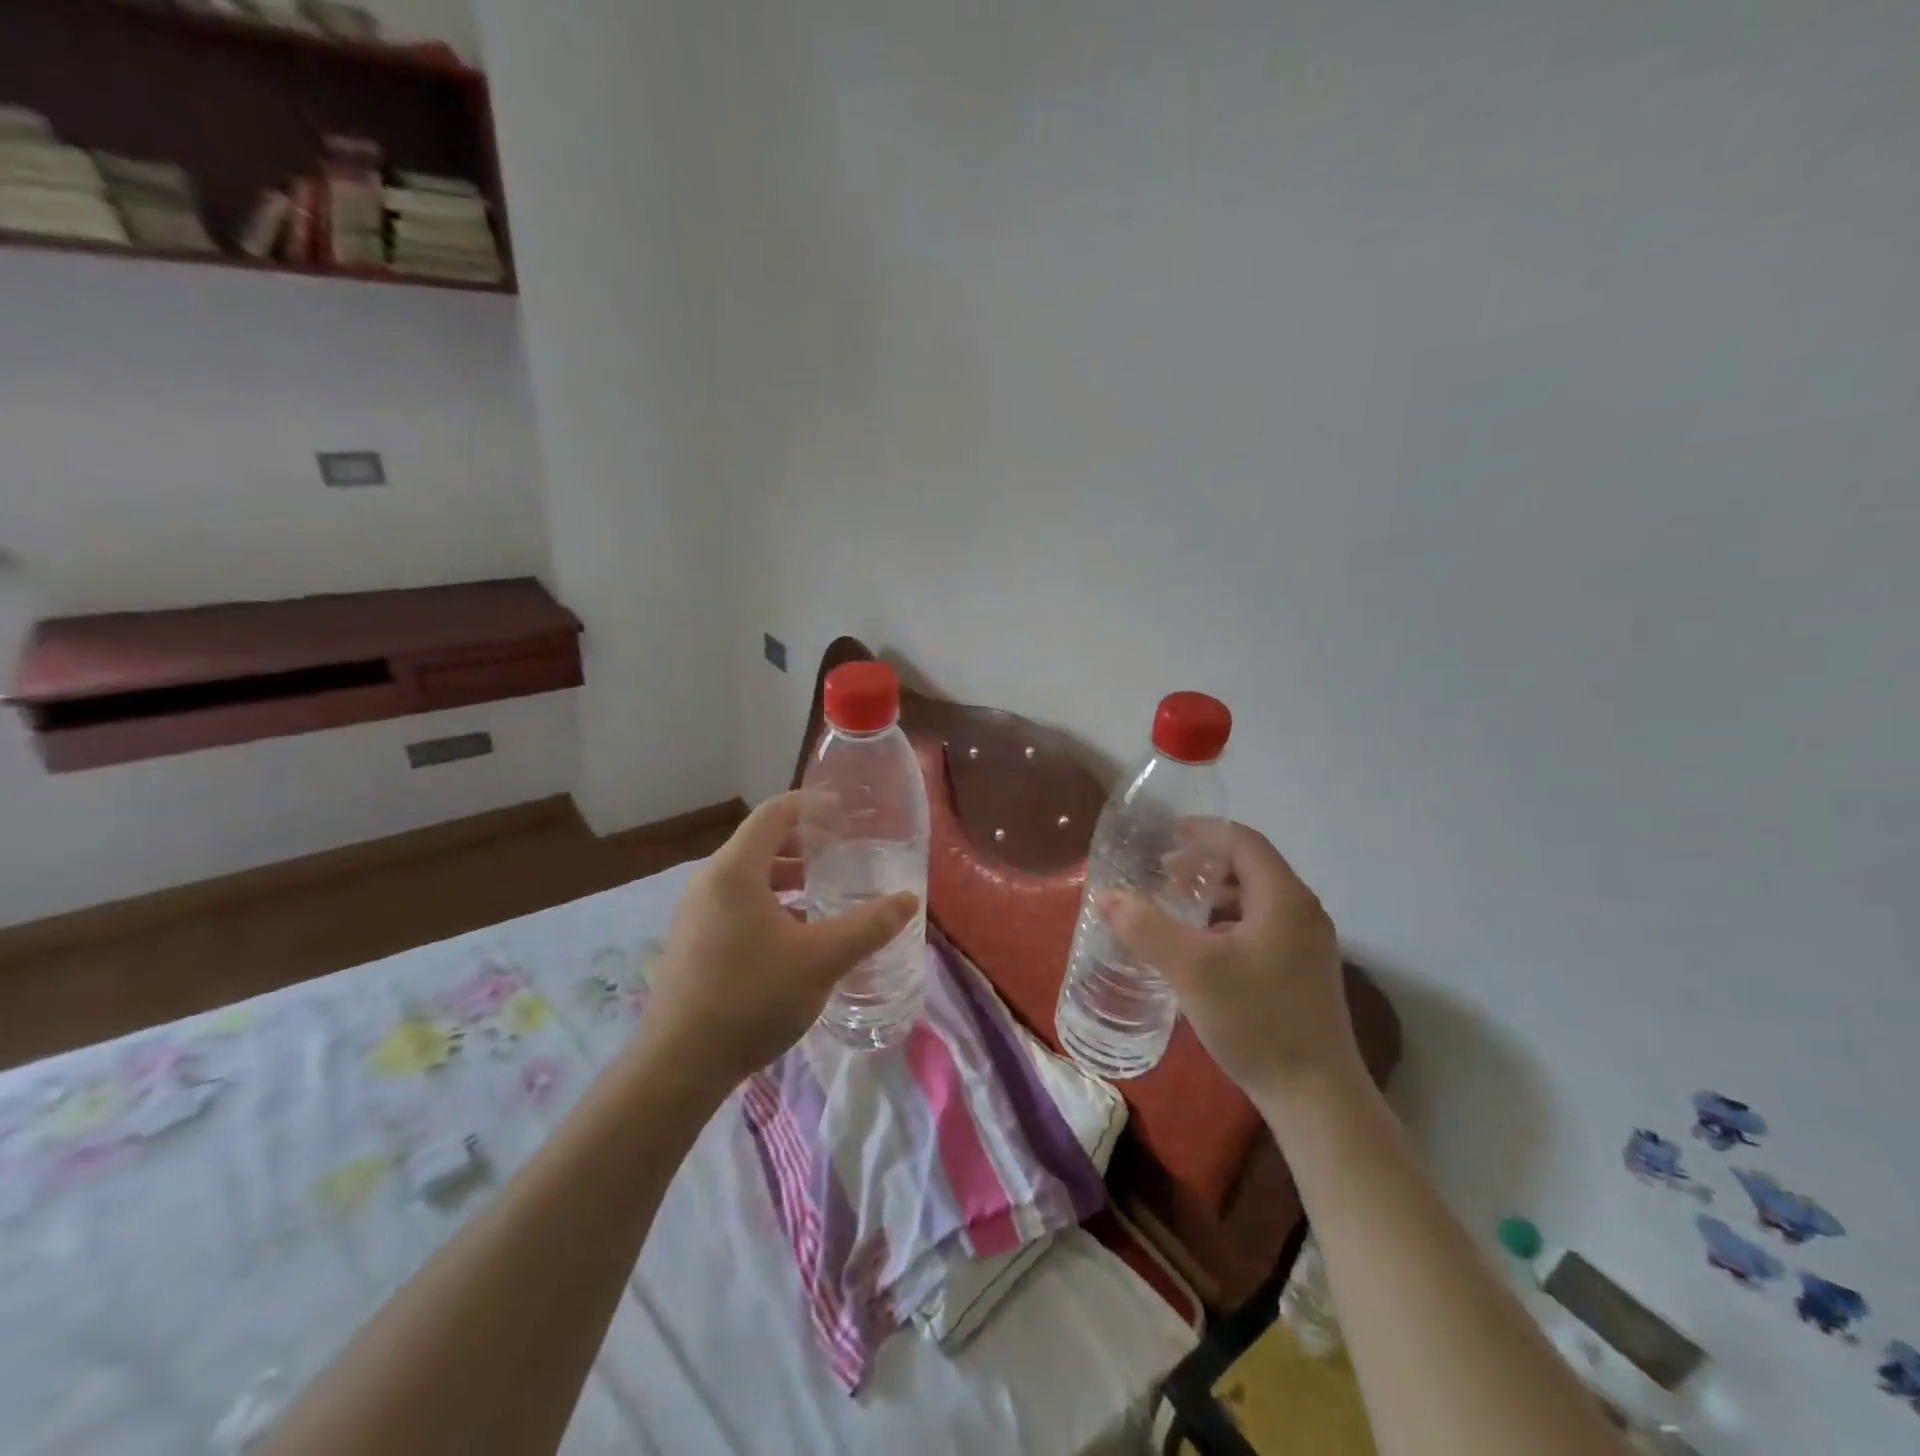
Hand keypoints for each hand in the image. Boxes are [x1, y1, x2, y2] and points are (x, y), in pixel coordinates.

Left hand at [642, 792, 919, 1086]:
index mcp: (735, 870)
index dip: (813, 805)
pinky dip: (771, 903)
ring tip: (827, 892)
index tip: (848, 811)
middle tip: (846, 852)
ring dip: (789, 878)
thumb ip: (868, 926)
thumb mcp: (822, 960)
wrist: (678, 1067)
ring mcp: (696, 913)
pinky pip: (738, 904)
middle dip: (806, 844)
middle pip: (762, 843)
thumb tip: (908, 900)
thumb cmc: (752, 998)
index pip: (775, 813)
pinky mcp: (693, 942)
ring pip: (750, 878)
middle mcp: (709, 882)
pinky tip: (798, 935)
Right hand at [1101, 823, 1360, 1106]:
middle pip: (1249, 867)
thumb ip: (1145, 927)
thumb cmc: (1255, 1020)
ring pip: (1255, 900)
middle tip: (1162, 876)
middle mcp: (1302, 911)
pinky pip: (1261, 926)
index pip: (1242, 841)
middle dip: (1203, 865)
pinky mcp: (1303, 972)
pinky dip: (1227, 923)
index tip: (1164, 837)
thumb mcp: (1191, 969)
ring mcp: (1307, 944)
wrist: (1316, 1098)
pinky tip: (1200, 949)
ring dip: (1214, 896)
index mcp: (1283, 897)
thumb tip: (1106, 896)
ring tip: (1175, 909)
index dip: (1202, 831)